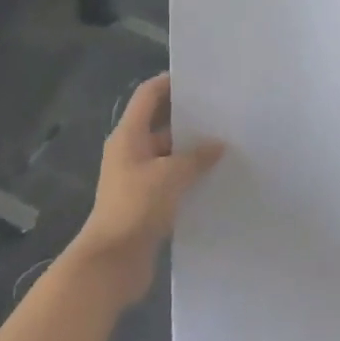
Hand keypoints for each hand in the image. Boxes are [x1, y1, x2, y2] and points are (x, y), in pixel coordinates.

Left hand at [67, 74, 224, 304]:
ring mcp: (137, 177)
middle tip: (223, 111)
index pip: (148, 95)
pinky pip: (170, 178)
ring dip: (191, 149)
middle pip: (159, 122)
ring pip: (168, 153)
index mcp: (128, 136)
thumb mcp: (171, 176)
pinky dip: (189, 175)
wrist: (111, 262)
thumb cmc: (136, 207)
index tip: (200, 78)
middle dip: (188, 117)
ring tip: (227, 142)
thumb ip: (196, 157)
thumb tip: (218, 145)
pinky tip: (215, 177)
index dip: (170, 82)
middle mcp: (130, 151)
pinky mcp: (146, 201)